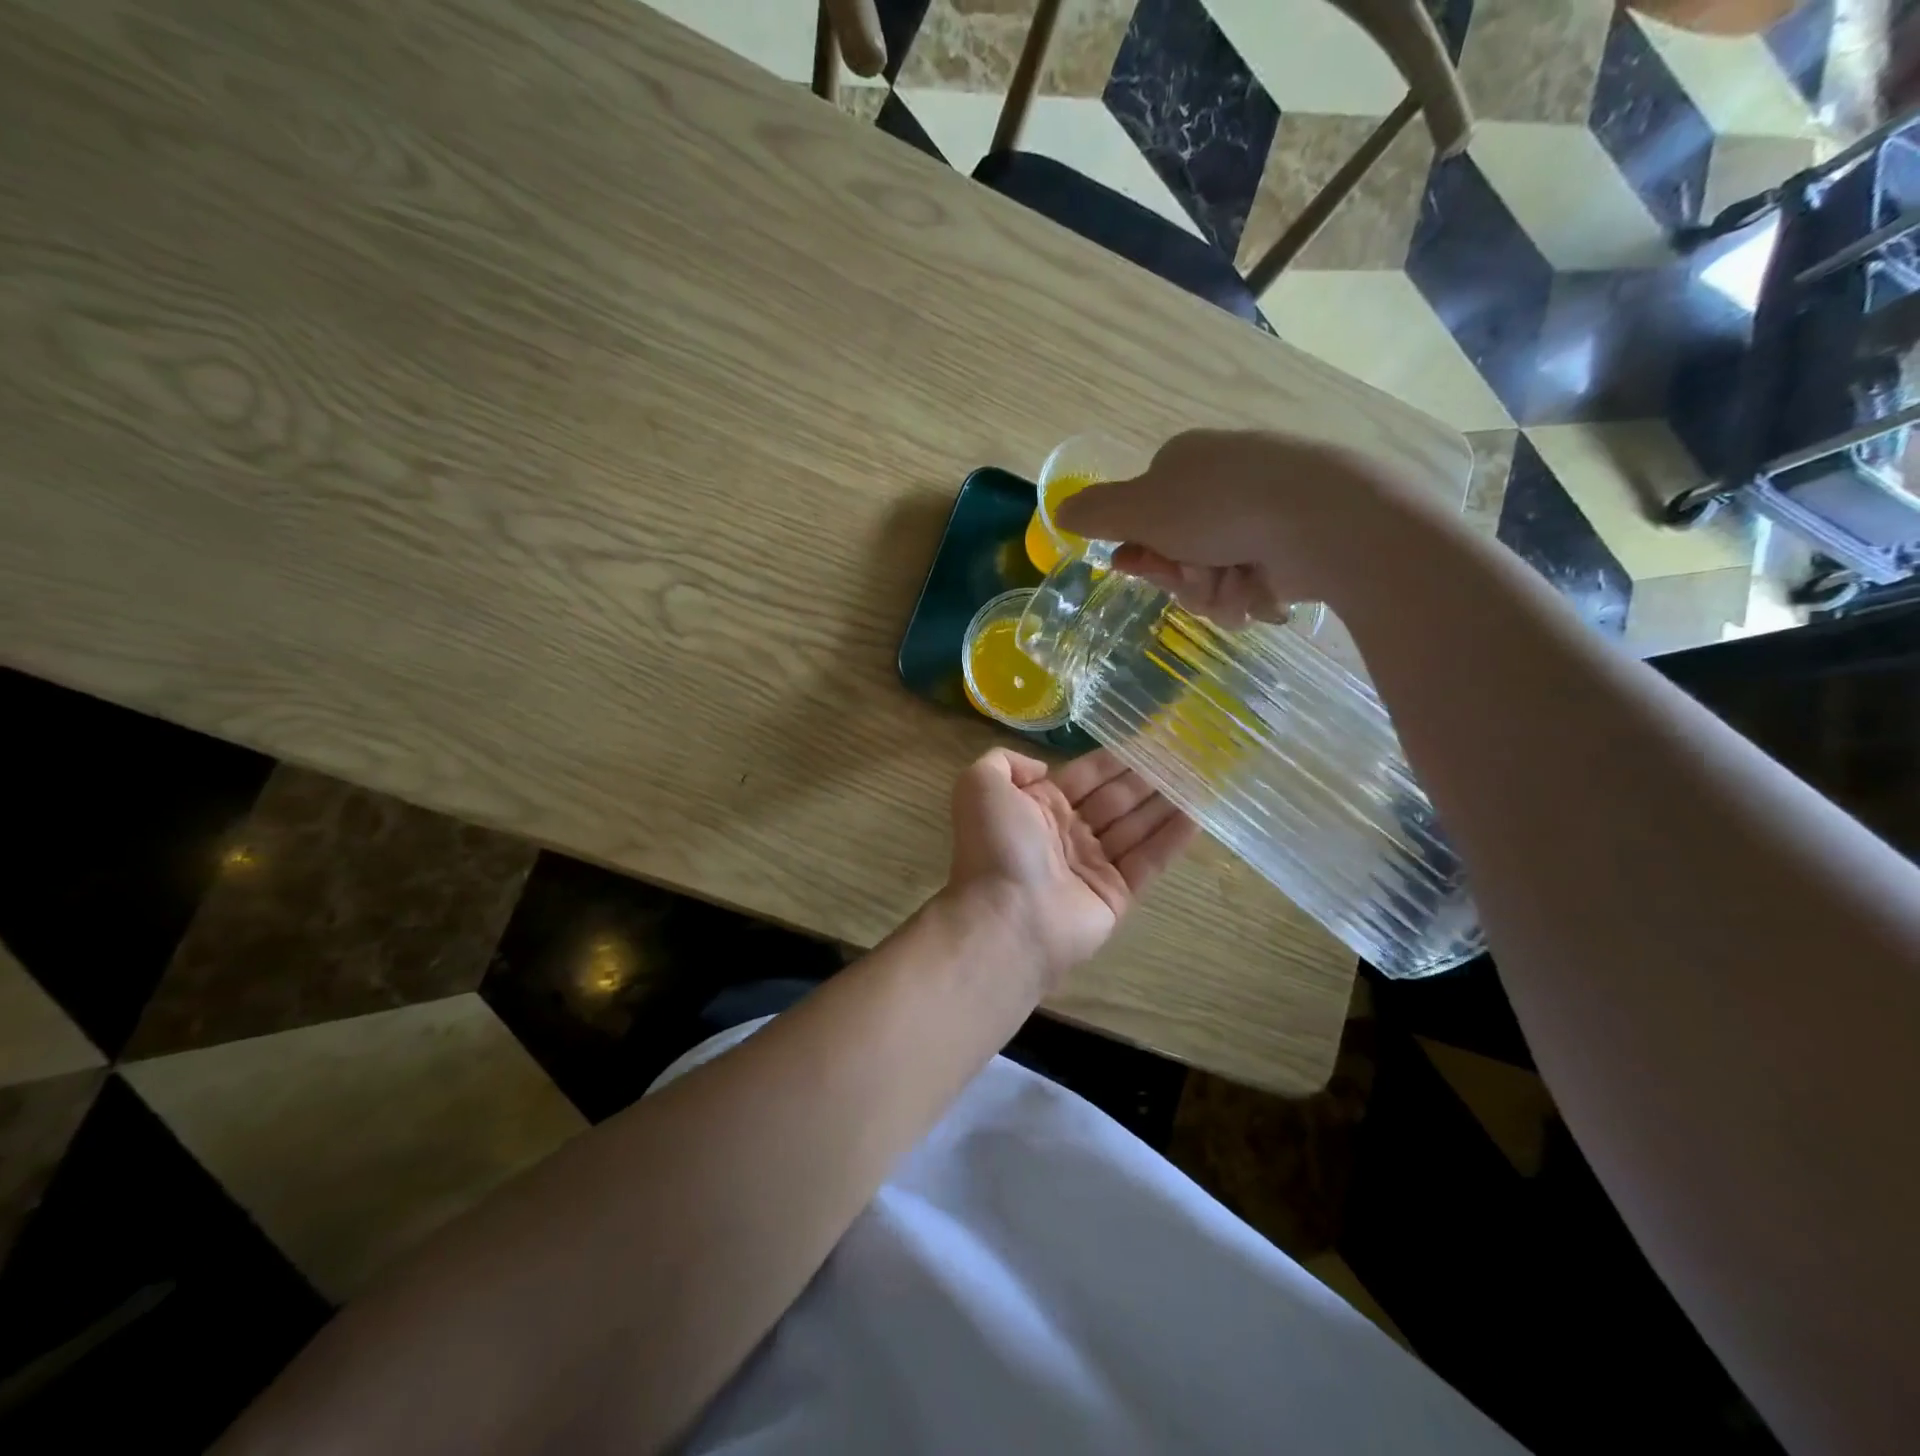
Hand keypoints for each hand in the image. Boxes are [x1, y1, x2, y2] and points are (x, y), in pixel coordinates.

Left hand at [945, 747, 1195, 990]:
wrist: (1007, 917)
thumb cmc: (995, 846)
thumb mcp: (979, 785)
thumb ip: (1003, 762)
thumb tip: (1042, 768)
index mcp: (1038, 807)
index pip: (1085, 776)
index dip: (1115, 759)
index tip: (1148, 739)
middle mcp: (1066, 834)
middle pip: (1115, 800)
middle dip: (1146, 779)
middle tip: (1184, 756)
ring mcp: (1092, 865)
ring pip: (1136, 827)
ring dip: (1165, 803)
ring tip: (1199, 779)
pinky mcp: (1116, 894)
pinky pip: (1148, 861)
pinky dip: (1172, 839)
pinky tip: (1198, 815)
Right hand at [1054, 429, 1445, 625]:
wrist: (1320, 518)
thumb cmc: (1219, 508)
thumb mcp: (1139, 508)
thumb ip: (1095, 512)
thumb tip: (1060, 511)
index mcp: (1183, 463)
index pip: (1141, 518)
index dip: (1140, 552)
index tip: (1143, 567)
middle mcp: (1221, 482)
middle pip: (1176, 552)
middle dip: (1182, 577)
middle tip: (1199, 576)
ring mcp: (1260, 512)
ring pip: (1211, 575)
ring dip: (1214, 592)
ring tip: (1237, 585)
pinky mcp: (1293, 542)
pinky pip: (1250, 583)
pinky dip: (1249, 594)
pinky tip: (1263, 590)